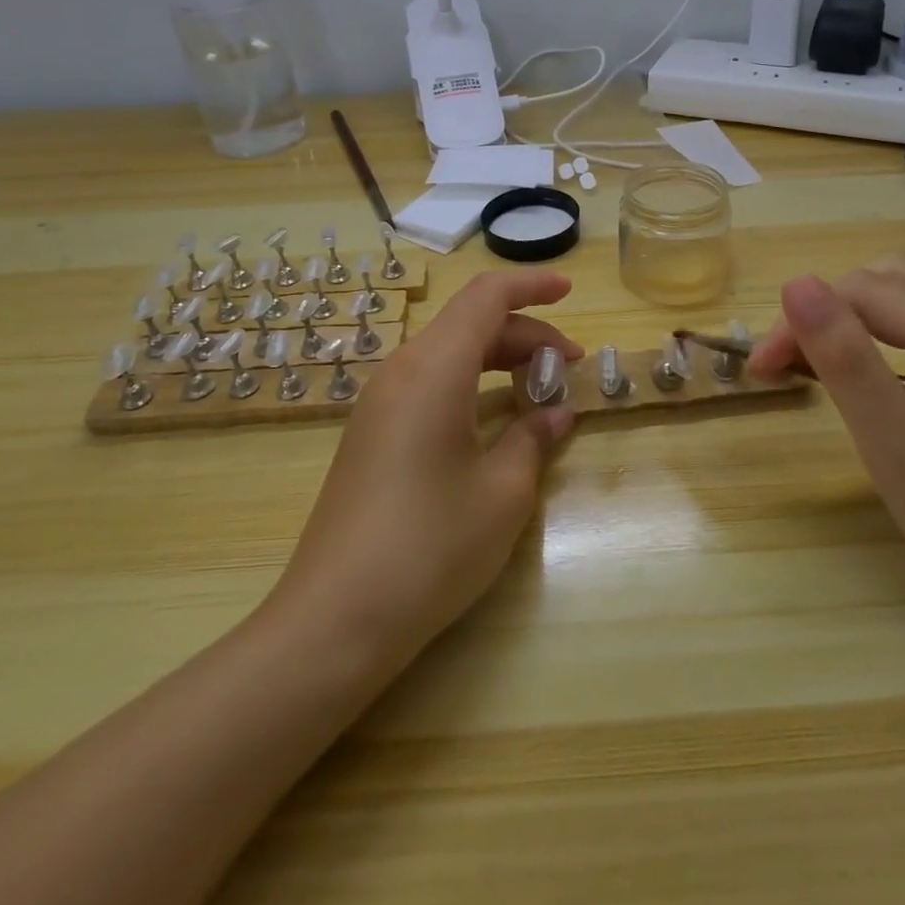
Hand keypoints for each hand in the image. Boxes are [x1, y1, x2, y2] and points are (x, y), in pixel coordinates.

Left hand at [268, 268, 582, 668]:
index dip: (531, 285)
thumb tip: (555, 413)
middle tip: (568, 368)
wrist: (335, 619)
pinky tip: (493, 421)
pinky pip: (428, 384)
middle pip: (469, 324)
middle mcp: (401, 371)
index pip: (486, 297)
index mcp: (434, 368)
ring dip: (497, 359)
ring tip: (538, 391)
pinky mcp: (371, 434)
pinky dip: (469, 384)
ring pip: (448, 354)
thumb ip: (534, 438)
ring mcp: (379, 403)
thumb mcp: (502, 493)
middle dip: (524, 334)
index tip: (569, 292)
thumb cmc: (430, 546)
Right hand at [748, 254, 904, 641]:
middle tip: (783, 370)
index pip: (866, 292)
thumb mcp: (903, 453)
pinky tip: (866, 376)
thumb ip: (848, 364)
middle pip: (886, 282)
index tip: (762, 372)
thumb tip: (797, 284)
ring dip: (848, 320)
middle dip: (824, 315)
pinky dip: (879, 336)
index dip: (803, 321)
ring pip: (904, 296)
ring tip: (813, 368)